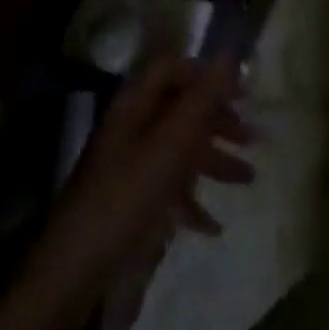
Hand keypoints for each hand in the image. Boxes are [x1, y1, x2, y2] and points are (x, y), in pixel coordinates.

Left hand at [24, 57, 254, 308]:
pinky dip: (193, 202)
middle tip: (252, 139)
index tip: (242, 94)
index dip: (207, 76)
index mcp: (135, 106)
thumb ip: (201, 101)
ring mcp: (131, 167)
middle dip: (218, 121)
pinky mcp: (132, 204)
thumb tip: (228, 55)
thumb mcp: (170, 146)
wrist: (75, 274)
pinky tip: (213, 226)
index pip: (173, 70)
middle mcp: (133, 129)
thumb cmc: (126, 198)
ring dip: (214, 161)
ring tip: (248, 179)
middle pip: (180, 110)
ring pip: (179, 150)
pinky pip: (169, 190)